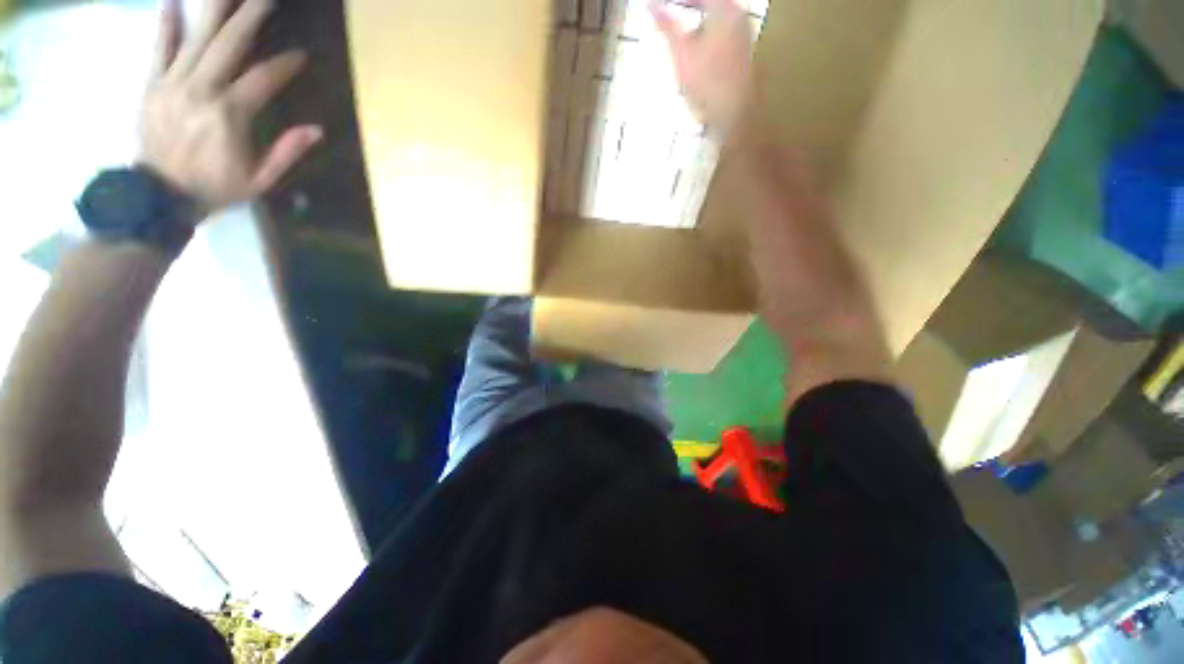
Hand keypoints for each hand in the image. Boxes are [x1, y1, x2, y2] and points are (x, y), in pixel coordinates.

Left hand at [139, 0, 322, 218]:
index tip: (301, 54)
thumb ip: (286, 152)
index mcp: (229, 115)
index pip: (262, 79)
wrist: (159, 197)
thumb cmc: (215, 189)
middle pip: (229, 44)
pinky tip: (171, 2)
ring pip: (197, 38)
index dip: (284, 65)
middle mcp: (200, 90)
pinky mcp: (152, 86)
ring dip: (215, 10)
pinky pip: (159, 49)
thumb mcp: (260, 180)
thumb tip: (316, 130)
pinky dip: (165, 25)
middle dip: (250, 16)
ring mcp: (173, 84)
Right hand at [650, 0, 753, 138]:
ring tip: (678, 30)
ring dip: (697, 20)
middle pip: (709, 4)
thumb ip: (666, 26)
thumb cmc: (707, 82)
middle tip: (667, 14)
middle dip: (688, 7)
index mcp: (725, 8)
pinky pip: (721, 33)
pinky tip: (695, 48)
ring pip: (716, 17)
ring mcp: (743, 35)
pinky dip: (705, 33)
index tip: (659, 5)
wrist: (733, 114)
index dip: (677, 2)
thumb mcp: (680, 53)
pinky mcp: (742, 54)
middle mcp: (738, 16)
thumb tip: (651, 5)